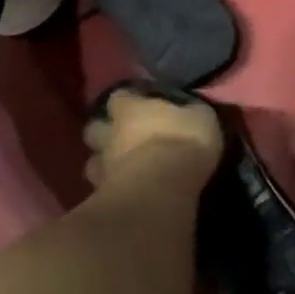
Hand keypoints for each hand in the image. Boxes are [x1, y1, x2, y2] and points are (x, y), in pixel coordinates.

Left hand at [84, 86, 224, 191]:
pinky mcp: (102, 196)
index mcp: (130, 109)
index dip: (127, 101)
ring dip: (104, 163)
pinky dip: (110, 190)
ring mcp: (102, 167)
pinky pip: (101, 190)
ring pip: (93, 162)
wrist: (161, 192)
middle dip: (105, 131)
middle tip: (123, 138)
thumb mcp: (201, 118)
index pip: (119, 97)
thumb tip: (189, 109)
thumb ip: (189, 112)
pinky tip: (125, 194)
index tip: (138, 105)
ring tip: (121, 169)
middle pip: (95, 128)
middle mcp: (110, 134)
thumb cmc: (182, 144)